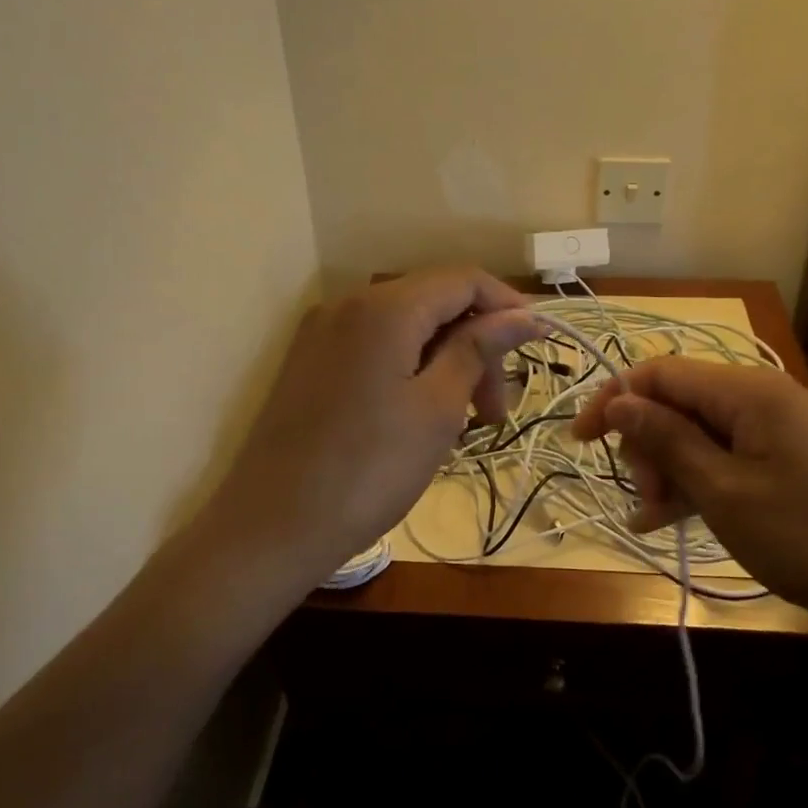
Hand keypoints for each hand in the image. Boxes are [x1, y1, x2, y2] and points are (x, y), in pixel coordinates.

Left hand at [202, 268, 543, 589]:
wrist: (271, 527)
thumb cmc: (368, 469)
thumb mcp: (438, 407)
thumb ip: (479, 348)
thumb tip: (525, 314)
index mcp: (384, 307)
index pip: (463, 280)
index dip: (507, 306)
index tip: (536, 350)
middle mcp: (348, 304)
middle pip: (434, 303)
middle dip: (476, 346)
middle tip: (494, 413)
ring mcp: (322, 333)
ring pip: (406, 328)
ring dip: (446, 363)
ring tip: (463, 423)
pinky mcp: (309, 363)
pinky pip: (375, 348)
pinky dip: (410, 370)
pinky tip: (421, 416)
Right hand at [571, 357, 807, 638]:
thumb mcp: (725, 493)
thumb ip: (668, 441)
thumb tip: (618, 400)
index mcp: (746, 390)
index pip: (659, 372)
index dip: (614, 399)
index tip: (581, 441)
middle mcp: (759, 395)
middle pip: (677, 401)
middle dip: (648, 445)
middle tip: (647, 498)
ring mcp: (775, 426)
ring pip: (697, 431)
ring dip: (669, 468)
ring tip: (656, 518)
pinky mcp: (785, 455)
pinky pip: (725, 454)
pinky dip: (697, 481)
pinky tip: (673, 519)